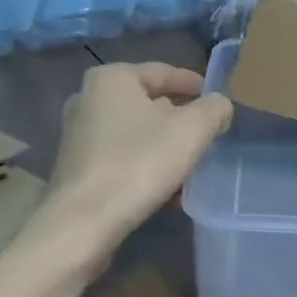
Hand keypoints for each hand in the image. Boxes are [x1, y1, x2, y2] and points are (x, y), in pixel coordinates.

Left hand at [45, 62, 232, 251]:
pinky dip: (145, 164)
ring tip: (193, 164)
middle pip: (148, 102)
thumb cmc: (138, 164)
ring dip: (165, 145)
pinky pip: (122, 156)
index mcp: (111, 78)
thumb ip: (214, 109)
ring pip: (136, 132)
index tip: (218, 102)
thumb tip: (219, 105)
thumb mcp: (191, 130)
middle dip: (180, 118)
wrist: (83, 224)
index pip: (164, 72)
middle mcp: (88, 98)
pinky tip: (168, 187)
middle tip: (209, 134)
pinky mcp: (77, 167)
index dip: (196, 86)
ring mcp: (78, 134)